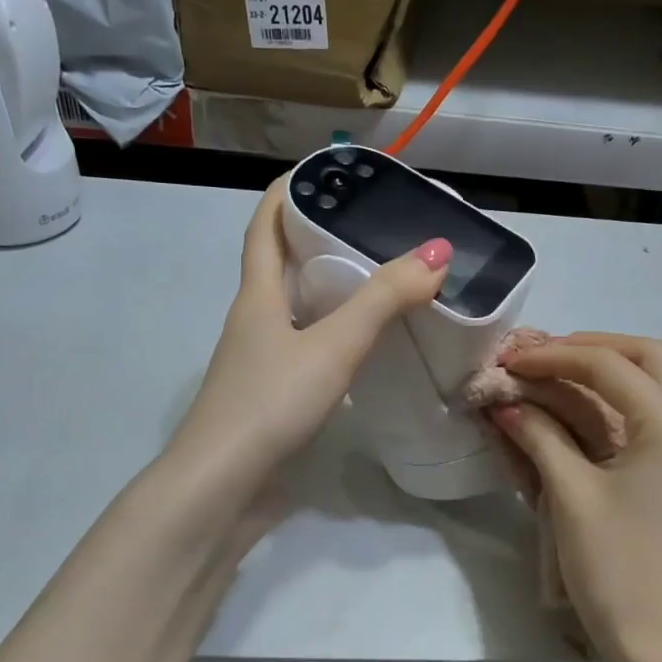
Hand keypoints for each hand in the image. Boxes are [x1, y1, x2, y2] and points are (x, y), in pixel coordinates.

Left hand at [174, 178, 450, 485]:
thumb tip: (438, 251)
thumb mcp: (333, 344)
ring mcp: (261, 361)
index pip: (265, 227)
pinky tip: (367, 345)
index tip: (326, 173)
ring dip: (332, 289)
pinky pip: (308, 348)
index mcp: (257, 296)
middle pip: (283, 265)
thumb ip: (384, 300)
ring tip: (382, 278)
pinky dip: (336, 334)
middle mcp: (255, 321)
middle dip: (320, 238)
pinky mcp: (274, 396)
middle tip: (374, 225)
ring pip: (298, 309)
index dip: (288, 193)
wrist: (223, 488)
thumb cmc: (270, 403)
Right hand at [489, 333, 661, 661]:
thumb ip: (539, 436)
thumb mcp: (570, 495)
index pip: (610, 366)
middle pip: (647, 358)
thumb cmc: (617, 567)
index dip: (555, 356)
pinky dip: (615, 405)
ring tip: (552, 377)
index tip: (511, 361)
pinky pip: (652, 417)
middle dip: (592, 349)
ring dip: (604, 374)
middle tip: (544, 358)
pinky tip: (576, 413)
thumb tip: (506, 403)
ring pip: (654, 385)